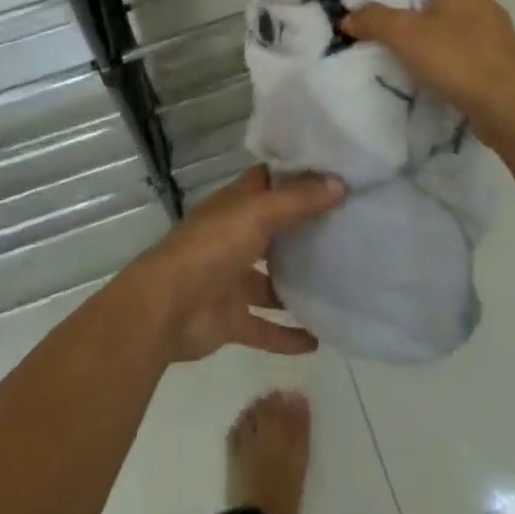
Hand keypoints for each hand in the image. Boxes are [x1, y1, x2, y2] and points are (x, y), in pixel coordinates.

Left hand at [125, 165, 344, 362]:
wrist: (167, 308)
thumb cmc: (212, 247)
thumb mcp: (257, 214)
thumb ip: (297, 201)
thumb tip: (339, 183)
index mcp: (236, 205)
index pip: (268, 181)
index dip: (295, 175)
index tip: (332, 173)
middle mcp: (235, 237)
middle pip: (274, 229)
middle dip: (303, 229)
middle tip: (347, 228)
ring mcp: (232, 279)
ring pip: (271, 280)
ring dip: (297, 284)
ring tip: (339, 283)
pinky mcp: (232, 319)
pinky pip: (266, 327)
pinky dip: (288, 334)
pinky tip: (319, 340)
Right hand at [342, 0, 514, 128]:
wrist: (507, 106)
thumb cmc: (456, 55)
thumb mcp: (404, 34)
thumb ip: (373, 20)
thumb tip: (345, 17)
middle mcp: (487, 5)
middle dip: (433, 6)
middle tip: (404, 21)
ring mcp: (500, 38)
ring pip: (467, 27)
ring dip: (446, 36)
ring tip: (418, 52)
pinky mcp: (505, 67)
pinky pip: (476, 54)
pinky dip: (459, 61)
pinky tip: (440, 77)